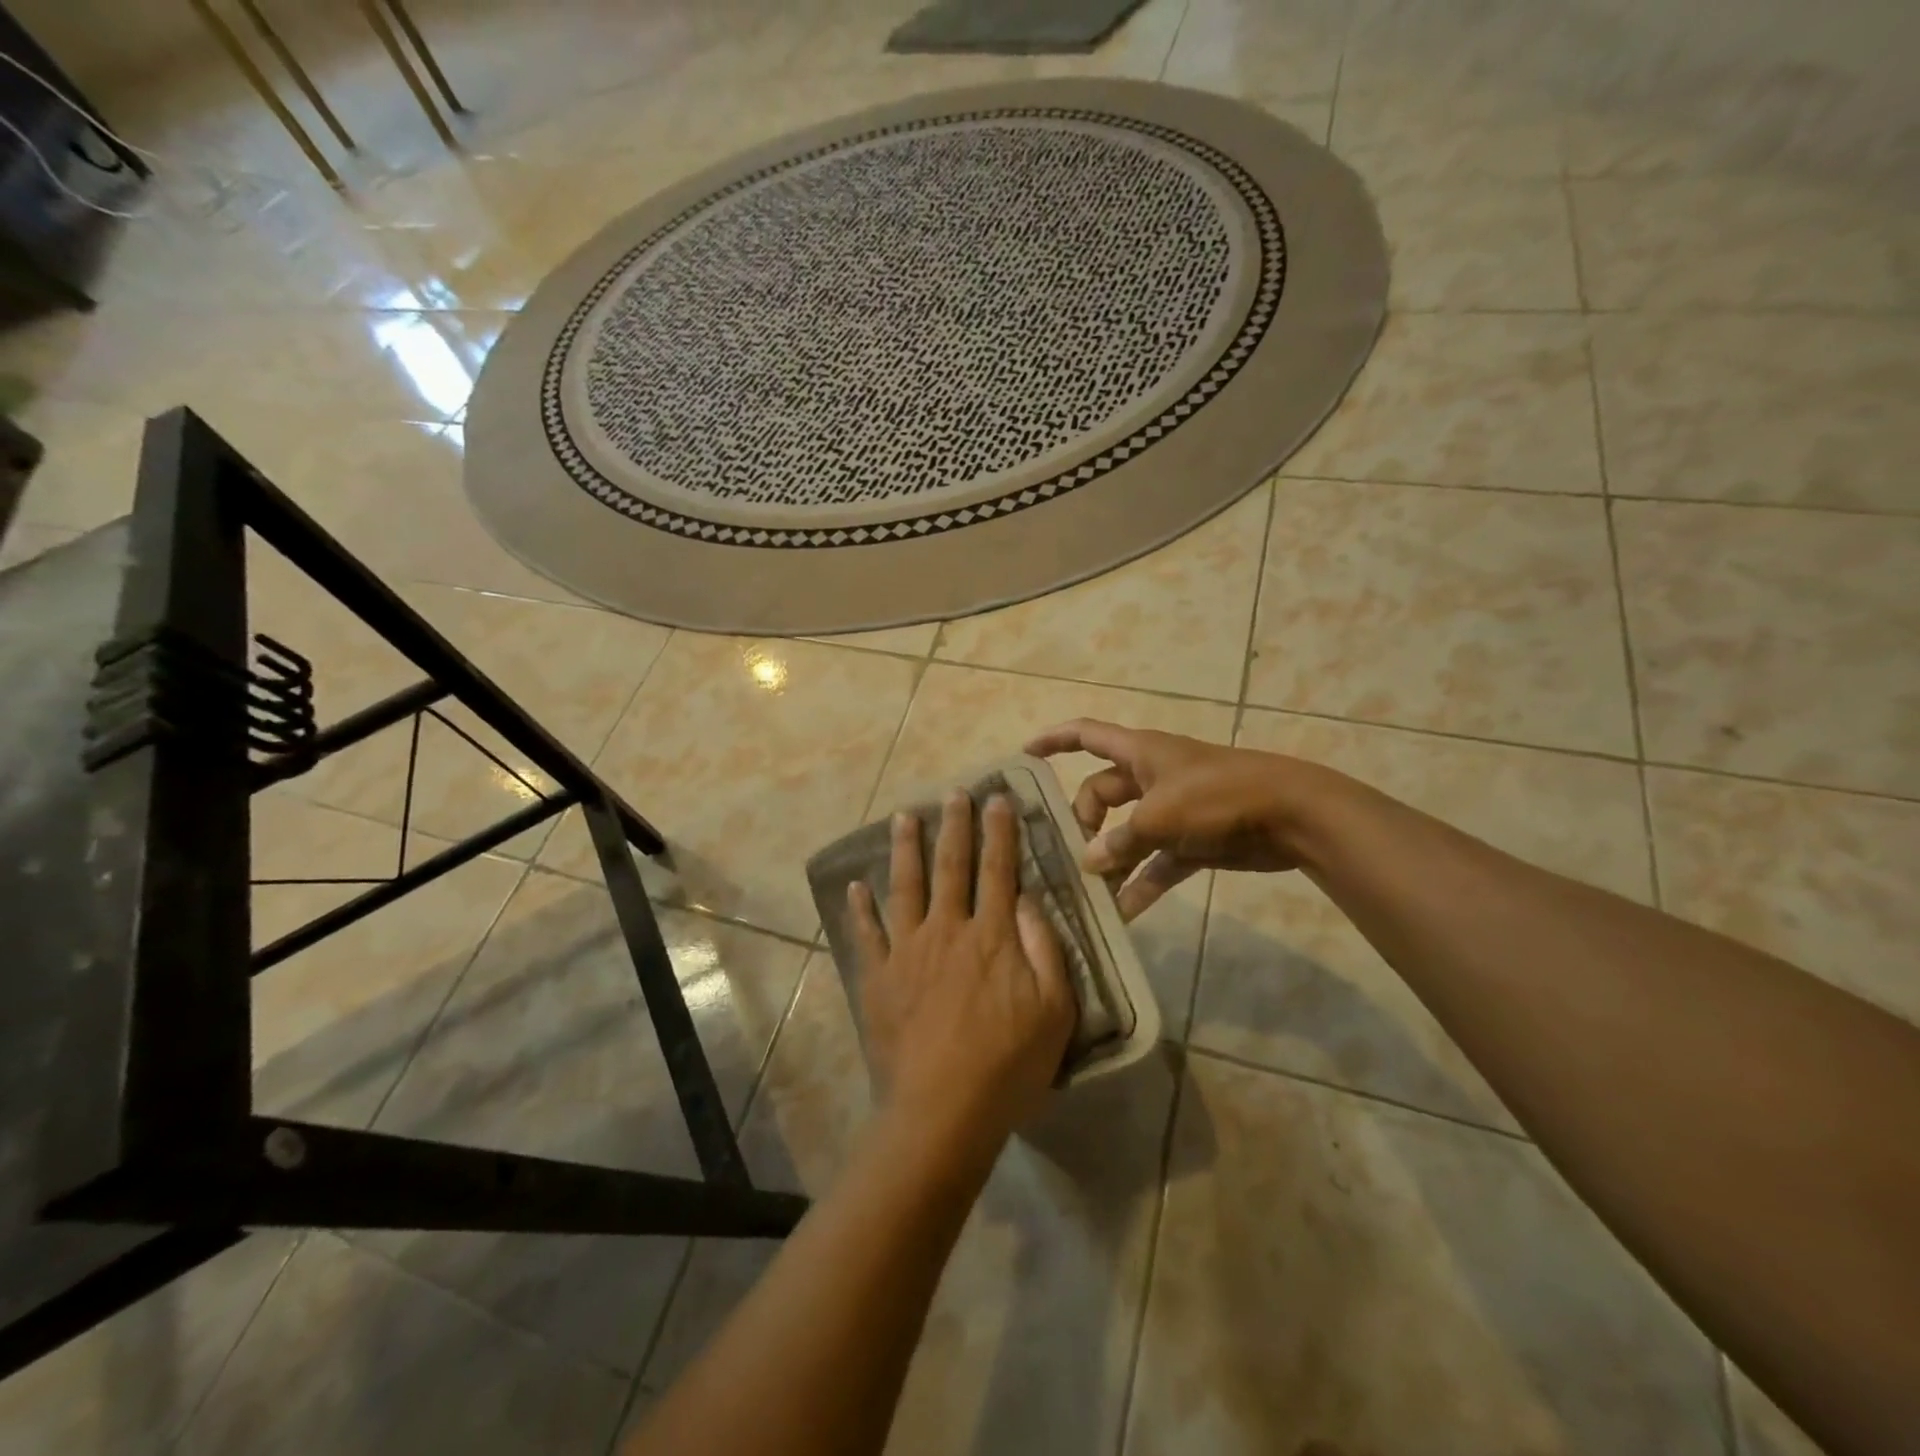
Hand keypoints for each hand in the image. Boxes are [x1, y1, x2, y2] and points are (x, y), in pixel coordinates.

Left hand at [848, 791, 1075, 1172]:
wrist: (942, 1110)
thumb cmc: (1008, 1065)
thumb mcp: (1054, 1011)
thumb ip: (1044, 948)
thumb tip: (1027, 899)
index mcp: (992, 937)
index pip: (998, 871)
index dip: (999, 833)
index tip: (997, 799)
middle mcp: (947, 931)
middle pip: (951, 867)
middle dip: (954, 826)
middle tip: (953, 793)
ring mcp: (907, 951)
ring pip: (906, 887)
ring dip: (905, 848)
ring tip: (903, 816)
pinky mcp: (879, 977)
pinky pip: (867, 934)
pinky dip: (860, 908)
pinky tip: (855, 885)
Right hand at [1025, 719, 1329, 919]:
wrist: (1291, 814)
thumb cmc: (1218, 796)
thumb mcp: (1159, 816)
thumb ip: (1119, 840)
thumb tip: (1089, 862)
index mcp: (1139, 752)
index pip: (1085, 735)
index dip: (1053, 741)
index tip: (1023, 756)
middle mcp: (1151, 777)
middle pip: (1100, 793)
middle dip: (1083, 823)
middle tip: (1071, 857)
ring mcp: (1172, 810)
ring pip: (1126, 833)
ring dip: (1111, 861)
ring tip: (1088, 893)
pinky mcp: (1192, 841)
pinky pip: (1156, 862)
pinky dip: (1141, 883)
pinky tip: (1124, 913)